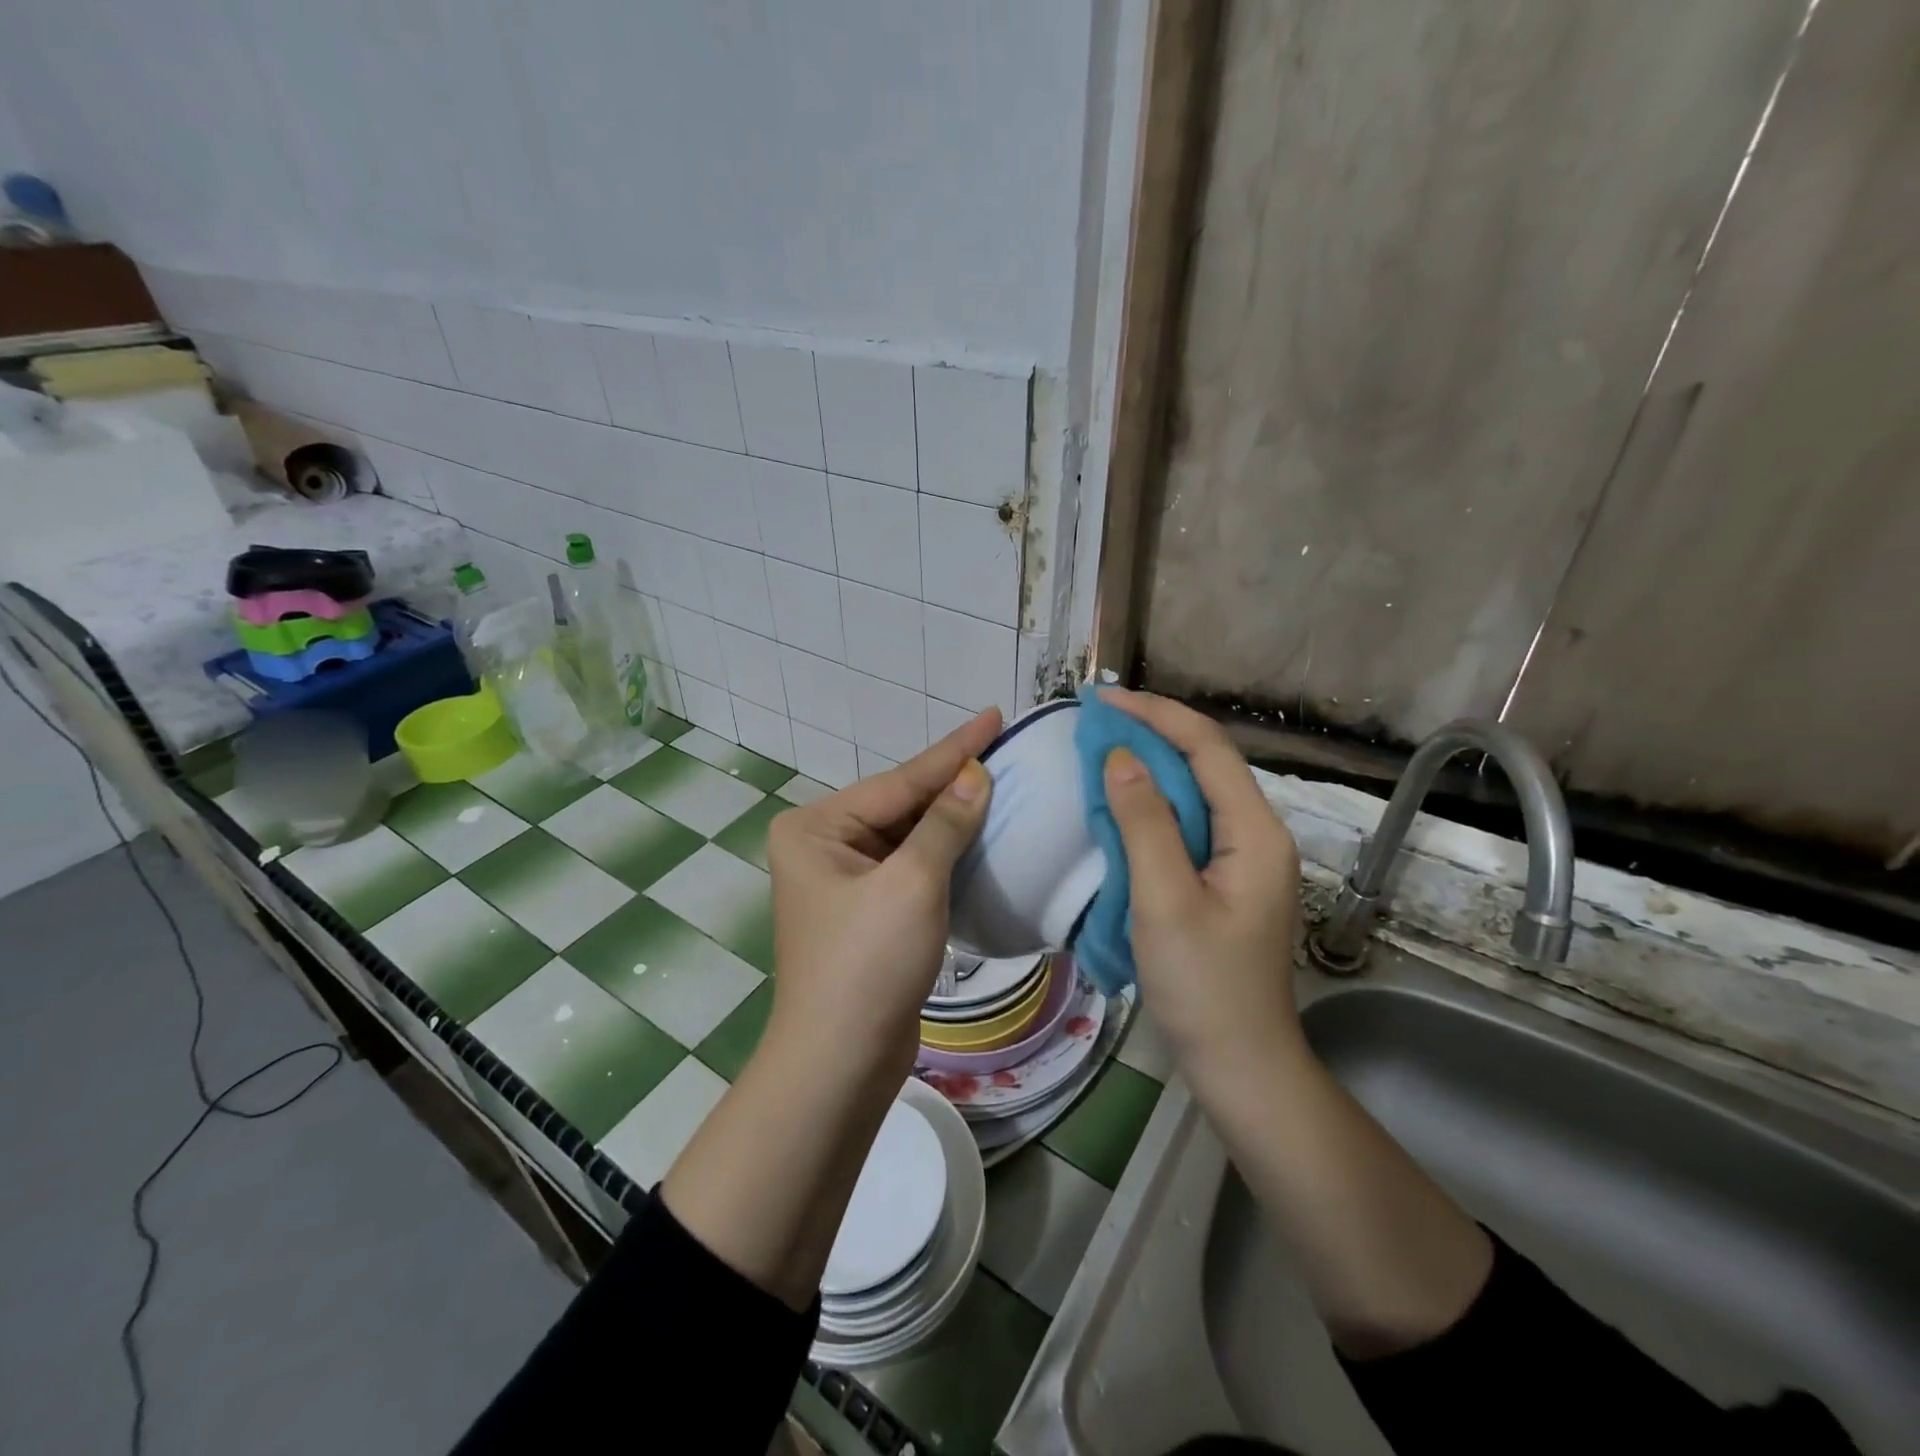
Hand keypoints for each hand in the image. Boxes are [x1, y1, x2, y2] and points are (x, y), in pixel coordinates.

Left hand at [763, 709, 1000, 1085]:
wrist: (841, 1063)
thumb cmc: (868, 963)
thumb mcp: (913, 883)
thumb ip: (946, 823)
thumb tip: (976, 773)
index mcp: (817, 828)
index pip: (900, 780)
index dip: (953, 750)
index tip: (994, 715)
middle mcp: (823, 846)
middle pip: (902, 805)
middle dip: (953, 782)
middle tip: (1003, 746)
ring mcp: (844, 880)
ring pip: (910, 837)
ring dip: (953, 818)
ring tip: (999, 781)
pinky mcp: (868, 911)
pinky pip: (912, 868)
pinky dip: (945, 854)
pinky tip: (980, 835)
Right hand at [1099, 688, 1302, 1073]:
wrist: (1241, 1064)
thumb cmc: (1204, 987)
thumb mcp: (1165, 901)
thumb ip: (1144, 824)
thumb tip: (1120, 757)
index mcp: (1254, 832)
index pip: (1206, 747)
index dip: (1155, 714)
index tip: (1102, 700)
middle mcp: (1258, 834)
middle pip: (1205, 762)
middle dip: (1151, 733)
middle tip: (1094, 723)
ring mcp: (1244, 859)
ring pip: (1196, 792)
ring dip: (1150, 766)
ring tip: (1101, 751)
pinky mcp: (1226, 880)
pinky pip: (1189, 823)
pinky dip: (1153, 804)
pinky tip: (1121, 806)